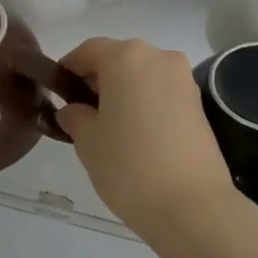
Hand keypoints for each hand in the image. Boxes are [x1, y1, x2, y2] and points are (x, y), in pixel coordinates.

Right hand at [55, 38, 237, 238]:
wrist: (192, 206)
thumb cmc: (129, 166)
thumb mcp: (87, 141)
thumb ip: (75, 116)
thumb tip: (74, 110)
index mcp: (126, 57)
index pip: (88, 51)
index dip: (69, 68)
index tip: (58, 92)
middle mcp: (159, 57)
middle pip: (119, 58)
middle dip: (99, 80)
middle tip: (83, 113)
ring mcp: (184, 79)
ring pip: (143, 75)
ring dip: (125, 91)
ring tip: (112, 128)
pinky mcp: (199, 103)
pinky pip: (162, 92)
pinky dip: (146, 103)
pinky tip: (138, 134)